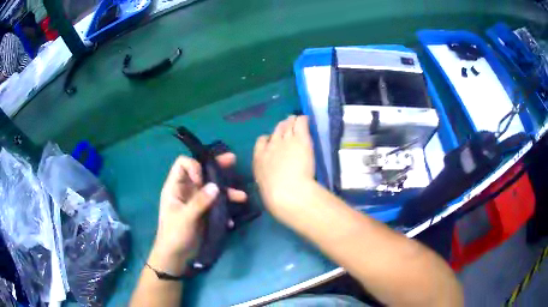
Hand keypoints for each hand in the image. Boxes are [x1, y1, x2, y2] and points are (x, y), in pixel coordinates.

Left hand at [149, 153, 246, 274]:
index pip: (183, 164)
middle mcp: (186, 190)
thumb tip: (216, 186)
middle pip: (201, 172)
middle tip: (232, 160)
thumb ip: (199, 202)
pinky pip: (216, 204)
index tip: (203, 180)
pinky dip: (224, 209)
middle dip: (216, 166)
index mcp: (175, 187)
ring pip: (212, 188)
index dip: (194, 167)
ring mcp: (196, 201)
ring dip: (226, 191)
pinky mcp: (204, 212)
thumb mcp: (185, 218)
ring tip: (242, 197)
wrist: (176, 256)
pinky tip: (230, 221)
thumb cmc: (174, 234)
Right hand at [253, 115, 315, 220]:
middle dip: (281, 128)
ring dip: (291, 122)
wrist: (287, 191)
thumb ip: (268, 179)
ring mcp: (286, 141)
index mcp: (260, 159)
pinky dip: (302, 120)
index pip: (261, 142)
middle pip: (276, 132)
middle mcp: (271, 146)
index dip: (268, 139)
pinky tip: (305, 118)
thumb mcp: (266, 187)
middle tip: (286, 126)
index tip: (272, 140)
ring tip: (295, 119)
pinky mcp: (301, 139)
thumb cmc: (274, 196)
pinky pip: (301, 124)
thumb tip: (271, 180)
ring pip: (288, 125)